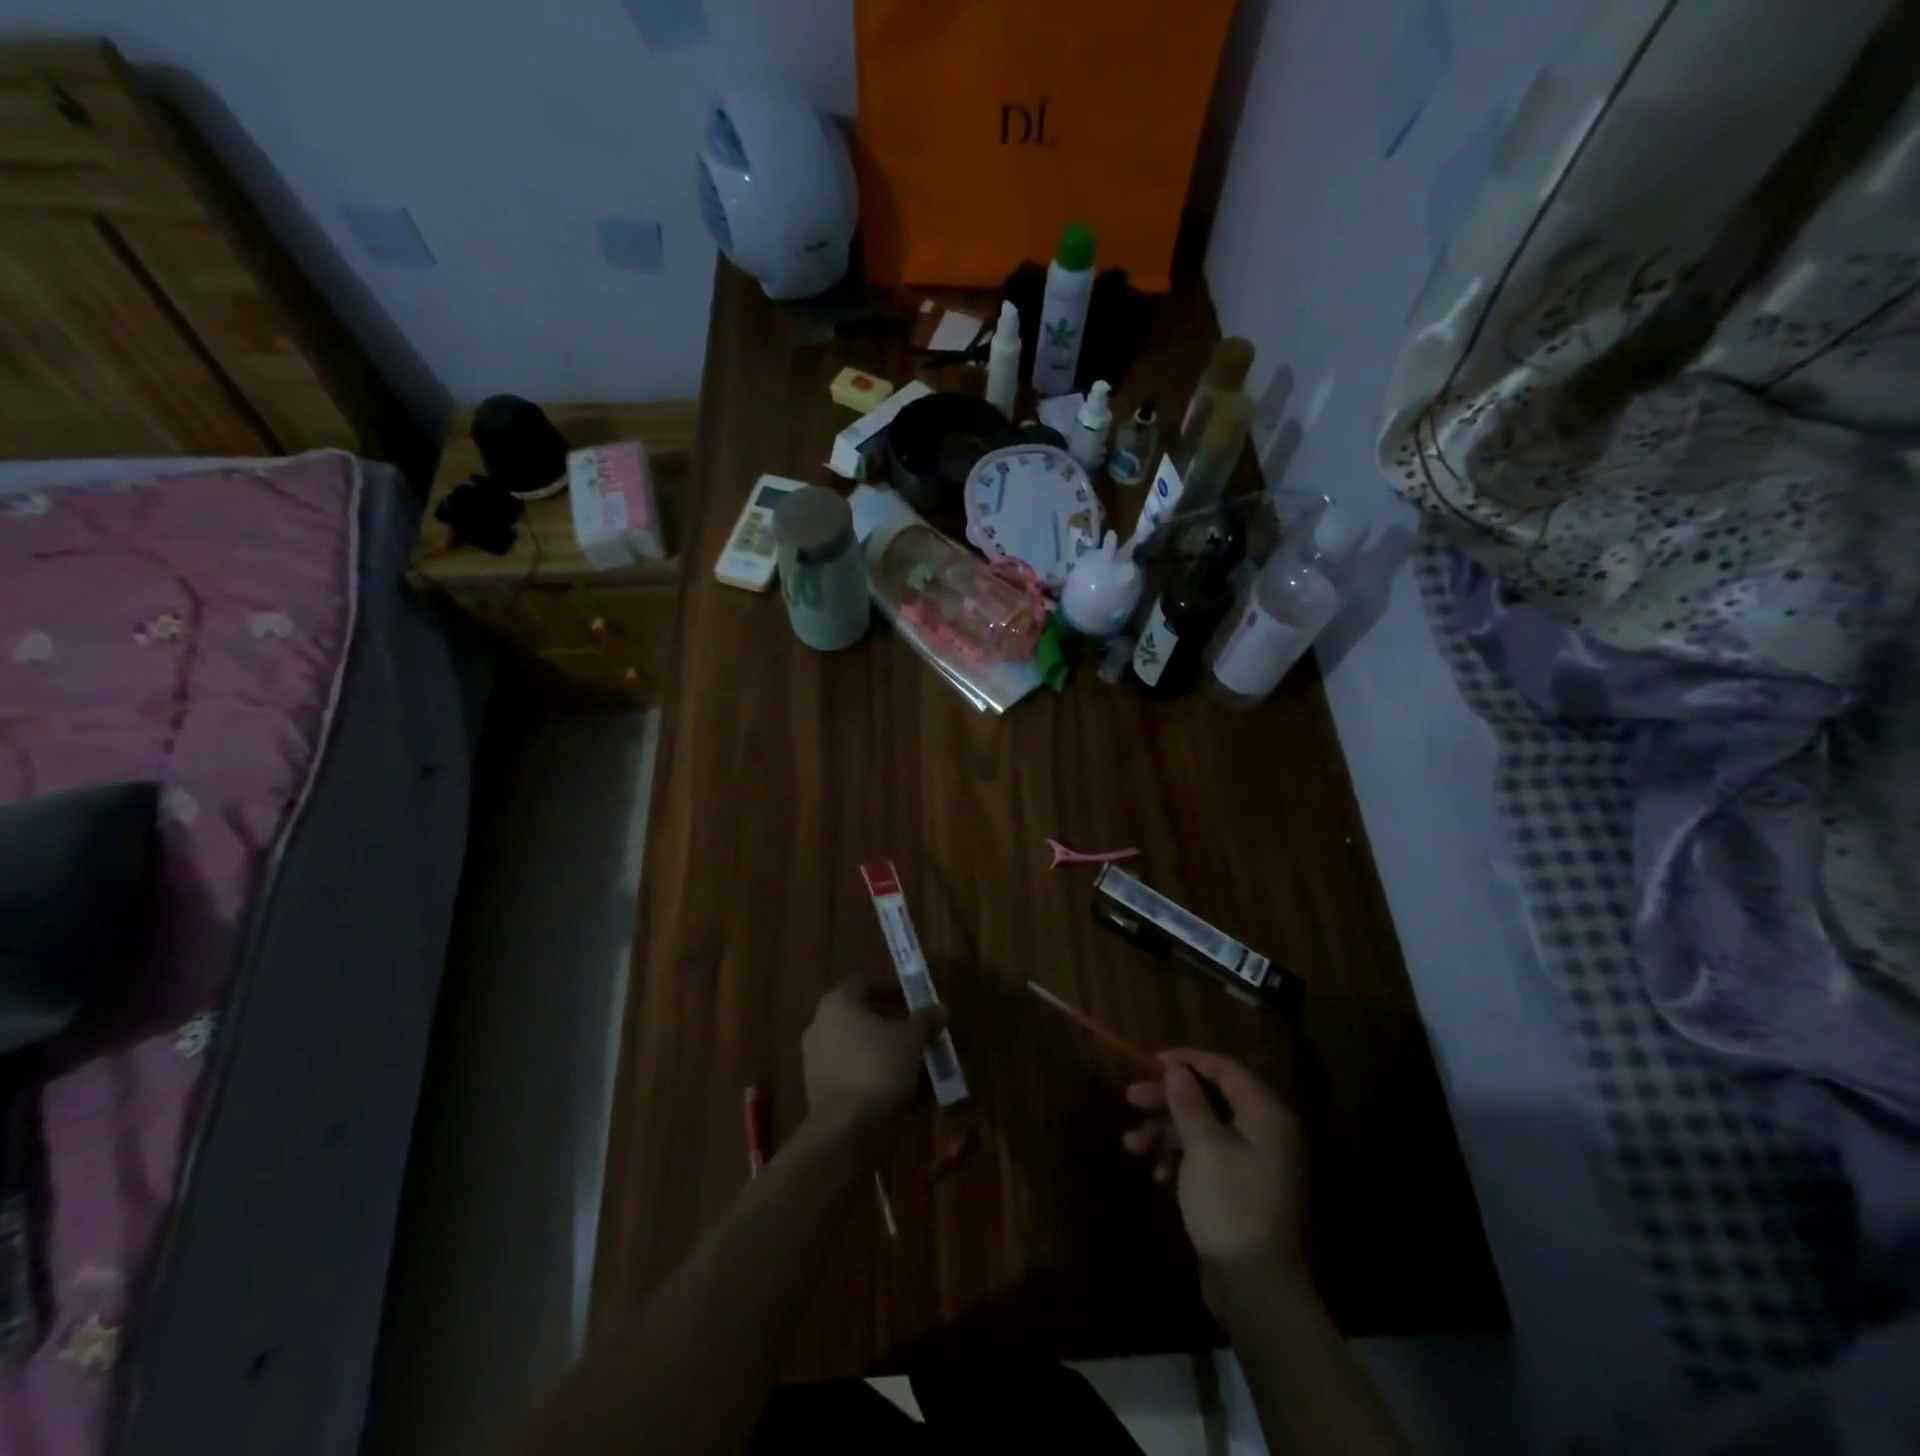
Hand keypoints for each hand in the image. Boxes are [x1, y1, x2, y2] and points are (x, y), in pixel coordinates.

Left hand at [801, 974, 946, 1140]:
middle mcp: (821, 1027)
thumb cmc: (878, 1068)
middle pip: (862, 1017)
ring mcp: (817, 1061)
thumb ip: (926, 1020)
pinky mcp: (821, 1092)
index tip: (914, 1001)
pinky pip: (854, 1074)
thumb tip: (940, 1008)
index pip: (864, 983)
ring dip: (887, 1053)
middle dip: (893, 1024)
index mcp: (837, 1004)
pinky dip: (876, 1077)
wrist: (846, 1131)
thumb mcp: (911, 1039)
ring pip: (860, 1048)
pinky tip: (903, 1091)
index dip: (891, 988)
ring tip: (917, 1064)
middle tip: (919, 1032)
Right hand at [1123, 1050, 1308, 1287]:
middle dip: (1167, 1099)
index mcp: (1265, 1114)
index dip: (1187, 1061)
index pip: (1224, 1069)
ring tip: (1131, 1144)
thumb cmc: (1230, 1203)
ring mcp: (1252, 1163)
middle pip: (1209, 1099)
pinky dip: (1179, 1159)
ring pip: (1202, 1130)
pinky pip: (1206, 1158)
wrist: (1256, 1286)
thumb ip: (1188, 1101)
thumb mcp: (1203, 1145)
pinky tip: (1157, 1174)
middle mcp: (1264, 1133)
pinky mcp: (1239, 1189)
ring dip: (1165, 1132)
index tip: (1151, 1062)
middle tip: (1131, 1098)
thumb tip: (1176, 1069)